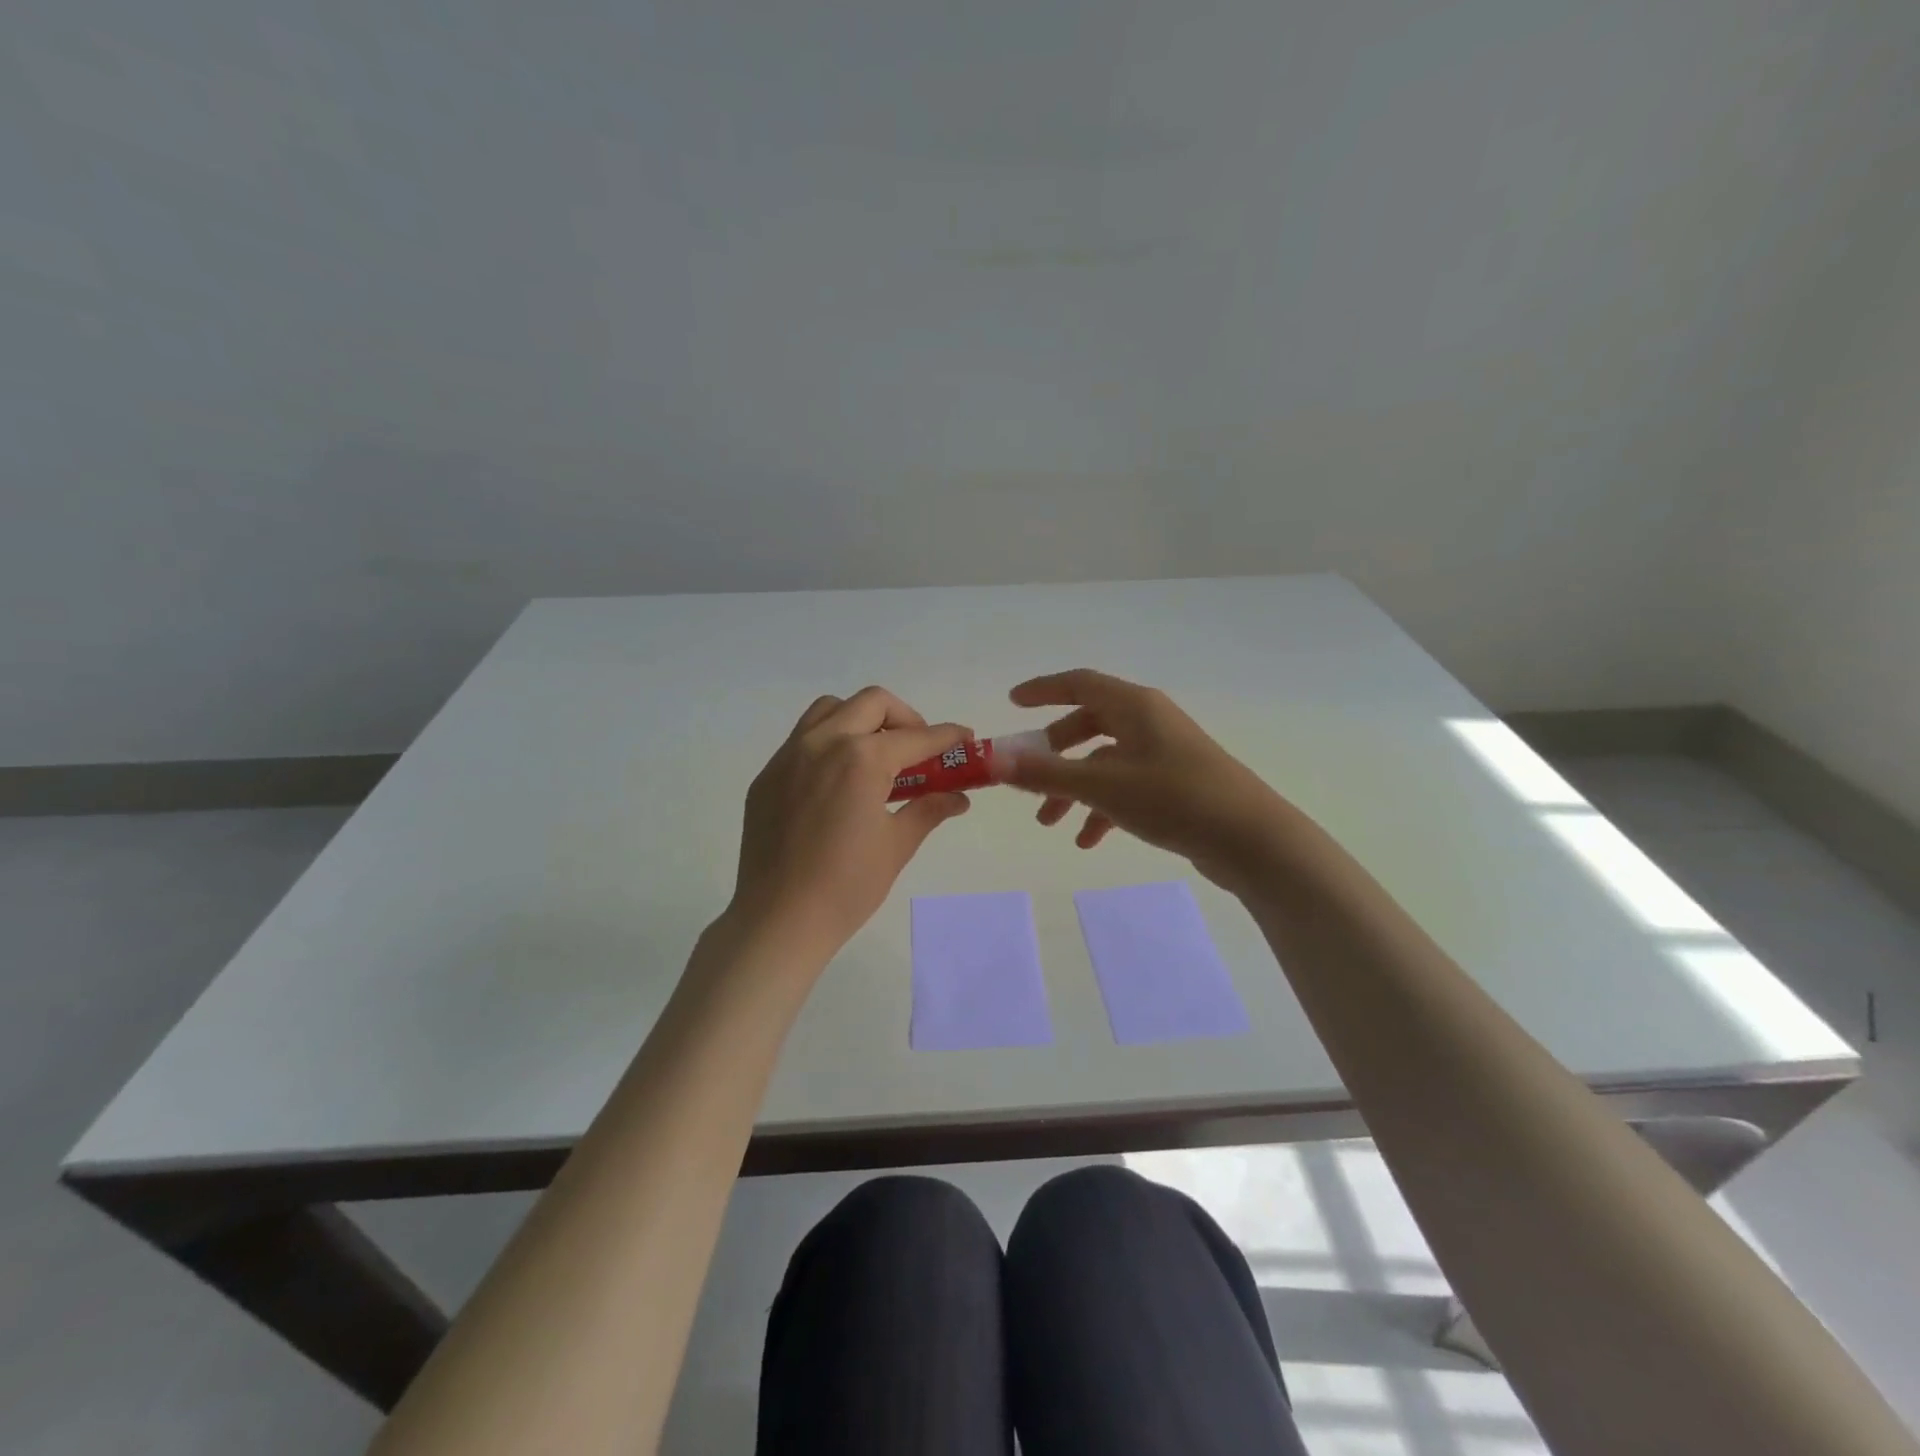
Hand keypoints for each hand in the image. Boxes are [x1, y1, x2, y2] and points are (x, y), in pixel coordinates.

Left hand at [727, 687, 972, 962]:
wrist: (779, 919)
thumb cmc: (847, 886)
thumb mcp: (897, 845)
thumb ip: (929, 809)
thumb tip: (959, 798)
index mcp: (861, 759)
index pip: (916, 737)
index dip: (947, 736)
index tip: (966, 737)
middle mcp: (824, 743)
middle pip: (872, 703)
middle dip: (905, 718)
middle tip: (918, 749)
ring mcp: (789, 756)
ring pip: (830, 710)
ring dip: (861, 719)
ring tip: (876, 755)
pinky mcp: (768, 776)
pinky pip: (803, 739)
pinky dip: (829, 742)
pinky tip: (838, 781)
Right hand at [1002, 669, 1294, 890]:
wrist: (1251, 840)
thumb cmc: (1175, 798)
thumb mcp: (1103, 786)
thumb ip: (1046, 774)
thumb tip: (994, 761)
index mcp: (1134, 706)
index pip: (1079, 683)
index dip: (1043, 690)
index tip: (1012, 703)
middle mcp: (1149, 722)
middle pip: (1088, 725)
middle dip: (1053, 753)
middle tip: (1027, 778)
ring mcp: (1164, 754)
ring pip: (1104, 762)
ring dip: (1073, 788)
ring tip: (1050, 823)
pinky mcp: (1175, 785)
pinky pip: (1125, 787)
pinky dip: (1102, 808)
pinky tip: (1089, 840)